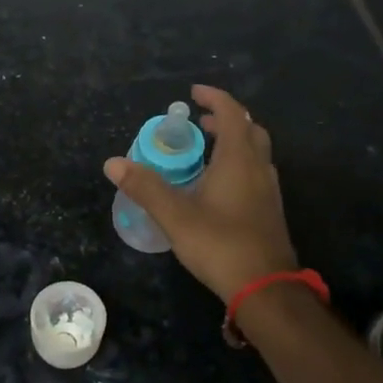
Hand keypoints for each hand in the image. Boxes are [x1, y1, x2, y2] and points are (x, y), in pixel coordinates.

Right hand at [105, 84, 299, 302]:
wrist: (265, 288)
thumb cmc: (220, 244)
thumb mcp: (175, 215)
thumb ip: (145, 187)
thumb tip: (113, 163)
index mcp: (238, 160)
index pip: (231, 113)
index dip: (214, 98)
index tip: (193, 94)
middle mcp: (259, 168)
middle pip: (249, 130)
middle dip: (225, 119)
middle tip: (199, 122)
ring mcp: (269, 191)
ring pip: (256, 152)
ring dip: (234, 142)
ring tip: (206, 150)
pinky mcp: (270, 212)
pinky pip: (256, 173)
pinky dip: (238, 164)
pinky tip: (219, 185)